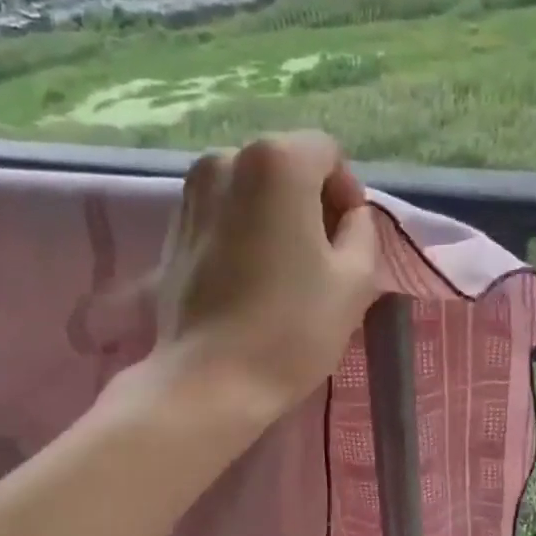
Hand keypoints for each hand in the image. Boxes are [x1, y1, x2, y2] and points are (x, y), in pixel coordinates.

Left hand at [155, 131, 381, 414]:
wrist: (210, 382)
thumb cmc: (291, 329)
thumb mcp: (355, 279)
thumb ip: (363, 230)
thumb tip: (349, 216)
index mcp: (276, 161)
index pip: (327, 154)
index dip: (346, 195)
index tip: (347, 243)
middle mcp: (225, 160)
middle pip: (286, 167)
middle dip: (309, 204)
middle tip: (319, 260)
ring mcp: (190, 195)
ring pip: (251, 192)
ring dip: (274, 218)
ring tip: (282, 272)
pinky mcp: (172, 231)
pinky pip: (222, 216)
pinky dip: (242, 233)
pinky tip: (248, 281)